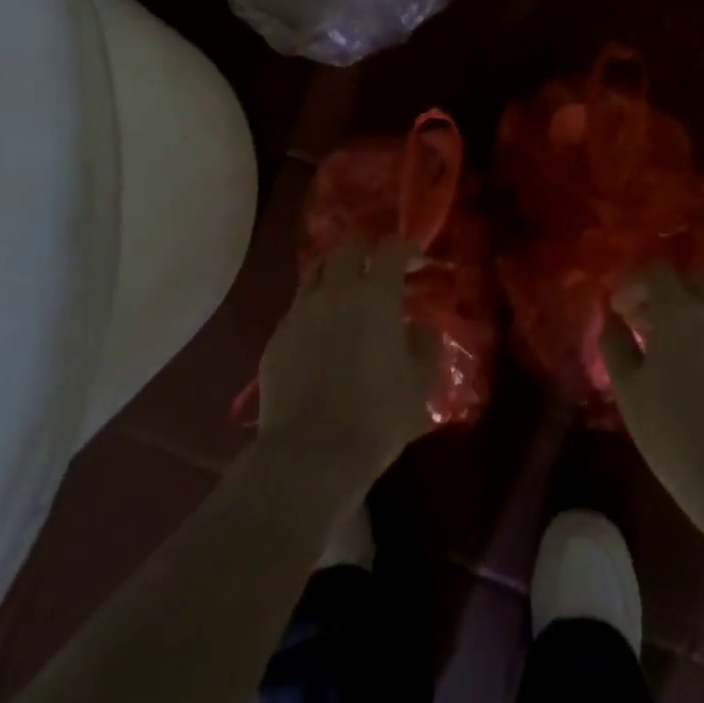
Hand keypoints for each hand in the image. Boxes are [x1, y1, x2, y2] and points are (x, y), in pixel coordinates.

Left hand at [258, 240, 436, 488]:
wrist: (310, 454)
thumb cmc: (377, 418)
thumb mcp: (420, 384)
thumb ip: (425, 345)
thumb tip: (419, 325)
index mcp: (376, 296)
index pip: (391, 249)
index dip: (406, 249)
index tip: (415, 262)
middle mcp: (336, 291)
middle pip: (348, 248)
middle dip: (367, 252)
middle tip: (378, 270)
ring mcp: (301, 311)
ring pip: (317, 270)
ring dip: (336, 272)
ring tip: (347, 293)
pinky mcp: (277, 336)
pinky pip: (298, 305)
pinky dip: (314, 305)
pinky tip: (322, 331)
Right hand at [600, 266, 703, 530]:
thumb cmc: (675, 433)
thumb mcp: (629, 391)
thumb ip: (615, 346)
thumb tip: (612, 320)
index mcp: (680, 311)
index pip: (657, 272)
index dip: (634, 284)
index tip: (618, 310)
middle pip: (690, 282)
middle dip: (664, 293)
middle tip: (642, 323)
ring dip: (687, 318)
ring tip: (667, 355)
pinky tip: (697, 378)